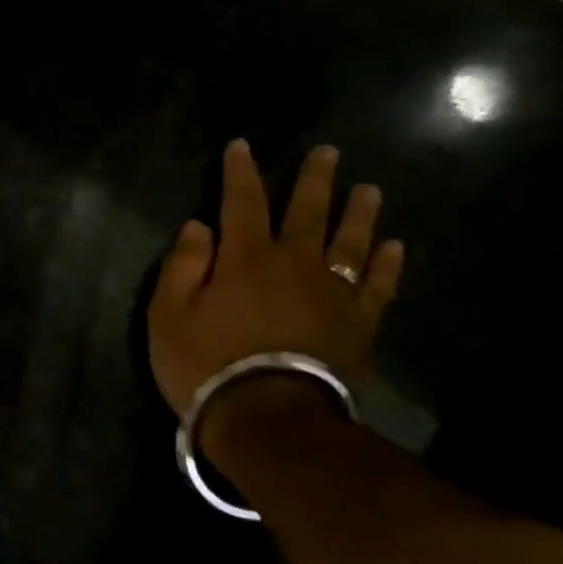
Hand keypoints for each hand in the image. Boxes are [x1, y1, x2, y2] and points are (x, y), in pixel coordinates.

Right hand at [148, 140, 404, 417]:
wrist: (267, 418)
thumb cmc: (205, 364)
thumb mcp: (168, 315)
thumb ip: (182, 266)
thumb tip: (199, 226)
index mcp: (244, 258)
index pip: (242, 202)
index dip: (241, 172)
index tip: (242, 145)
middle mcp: (294, 264)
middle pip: (307, 212)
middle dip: (314, 180)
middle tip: (328, 152)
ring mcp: (332, 293)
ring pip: (350, 242)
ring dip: (359, 212)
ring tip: (369, 189)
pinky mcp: (358, 324)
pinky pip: (378, 286)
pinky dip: (388, 264)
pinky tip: (395, 246)